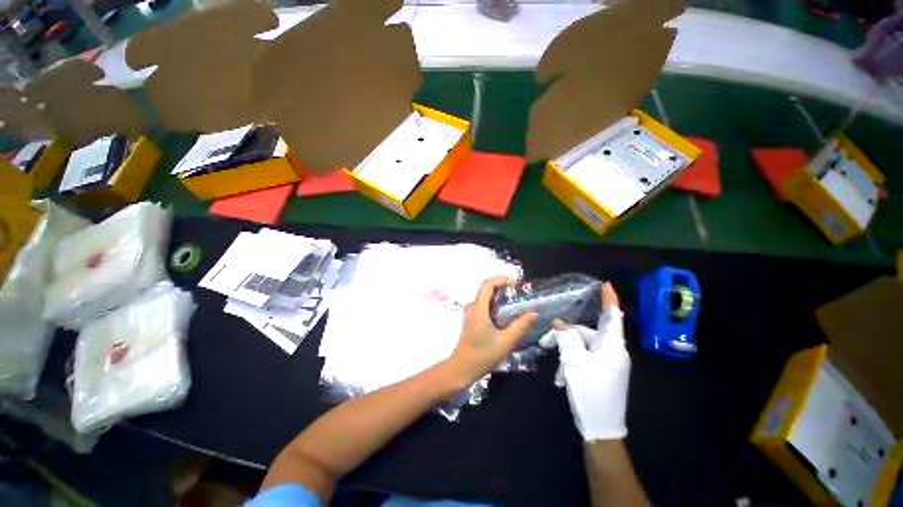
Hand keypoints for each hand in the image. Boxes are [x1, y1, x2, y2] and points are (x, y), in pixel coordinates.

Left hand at [445, 277, 537, 387]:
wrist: (461, 369)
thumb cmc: (482, 355)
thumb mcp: (505, 341)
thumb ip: (520, 326)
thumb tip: (534, 313)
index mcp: (479, 308)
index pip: (488, 284)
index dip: (501, 280)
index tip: (516, 285)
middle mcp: (473, 308)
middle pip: (487, 290)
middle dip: (504, 289)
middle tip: (520, 296)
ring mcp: (472, 315)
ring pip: (486, 299)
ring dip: (501, 299)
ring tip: (517, 306)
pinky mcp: (472, 321)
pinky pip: (485, 308)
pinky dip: (496, 308)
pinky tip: (507, 318)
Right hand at [539, 282, 629, 440]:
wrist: (601, 429)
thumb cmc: (591, 392)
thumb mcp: (574, 362)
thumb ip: (566, 338)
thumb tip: (559, 323)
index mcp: (612, 346)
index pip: (612, 316)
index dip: (609, 299)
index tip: (606, 284)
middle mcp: (612, 352)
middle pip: (587, 333)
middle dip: (566, 335)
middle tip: (545, 342)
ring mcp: (607, 363)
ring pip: (582, 346)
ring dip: (566, 354)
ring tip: (557, 371)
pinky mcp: (601, 372)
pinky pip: (584, 358)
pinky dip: (571, 363)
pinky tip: (562, 378)